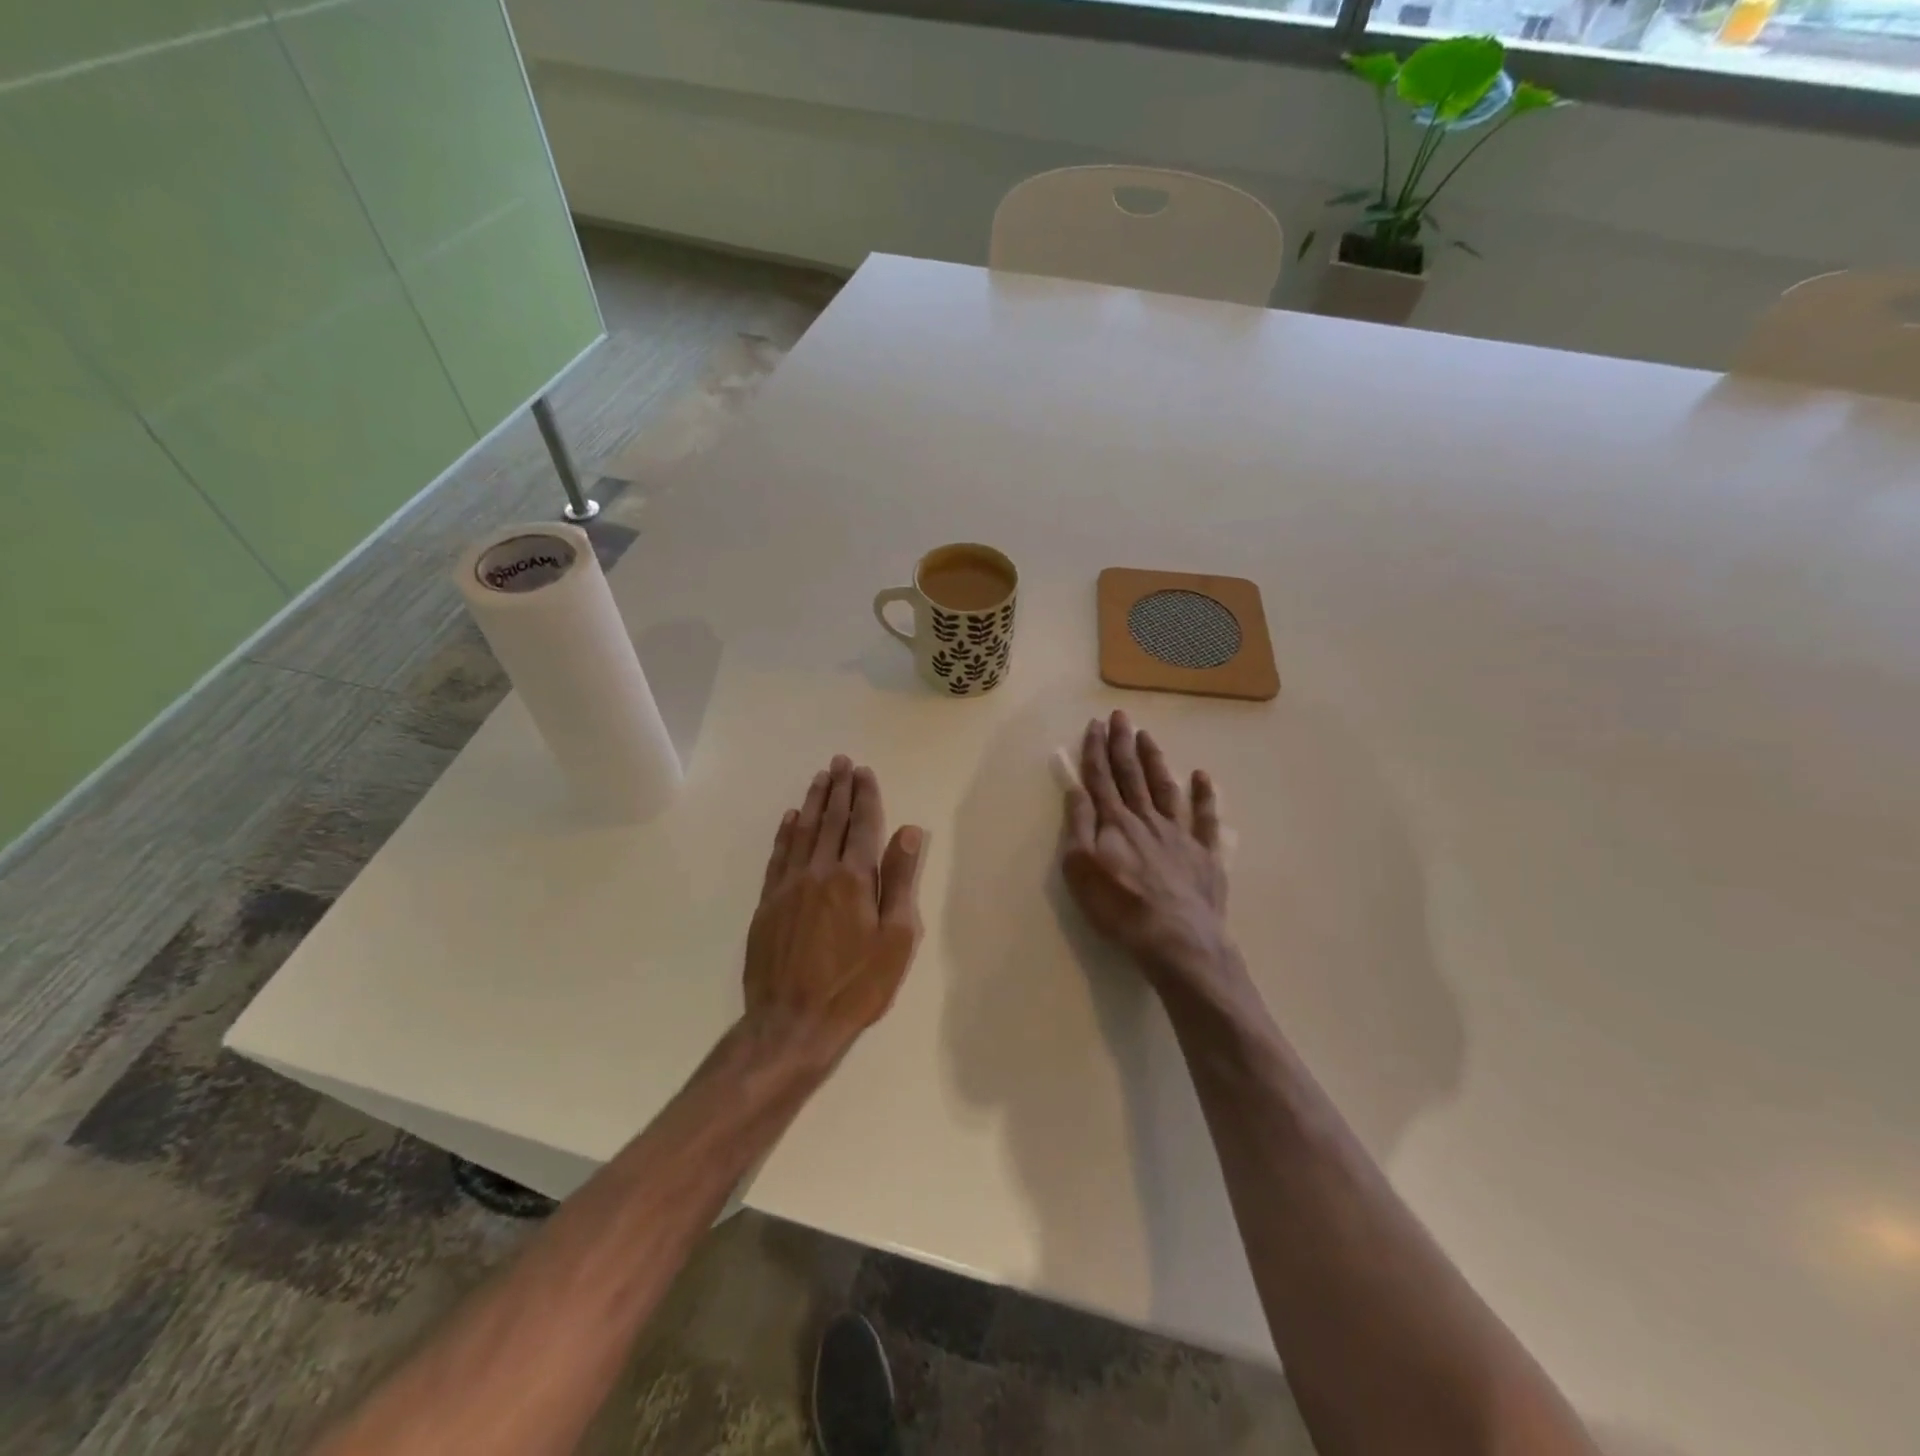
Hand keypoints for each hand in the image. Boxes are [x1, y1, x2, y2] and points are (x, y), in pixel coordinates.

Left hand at [744, 756, 925, 1065]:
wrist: (792, 1023)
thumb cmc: (855, 986)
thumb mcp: (895, 939)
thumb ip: (900, 881)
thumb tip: (908, 832)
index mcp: (853, 878)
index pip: (861, 825)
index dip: (865, 796)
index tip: (864, 771)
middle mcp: (819, 871)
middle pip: (830, 820)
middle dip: (838, 789)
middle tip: (841, 762)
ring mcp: (788, 886)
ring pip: (802, 832)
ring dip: (813, 802)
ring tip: (820, 778)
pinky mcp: (768, 903)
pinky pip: (778, 855)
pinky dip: (785, 832)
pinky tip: (790, 818)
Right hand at [1059, 711, 1233, 990]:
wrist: (1177, 940)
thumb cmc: (1120, 908)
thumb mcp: (1080, 870)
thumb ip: (1079, 826)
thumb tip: (1077, 789)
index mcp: (1115, 823)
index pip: (1101, 779)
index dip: (1096, 751)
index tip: (1094, 725)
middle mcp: (1146, 819)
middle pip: (1132, 775)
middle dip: (1123, 744)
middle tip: (1120, 716)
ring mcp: (1179, 834)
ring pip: (1165, 787)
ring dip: (1155, 760)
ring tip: (1148, 736)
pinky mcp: (1205, 854)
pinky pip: (1206, 818)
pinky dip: (1204, 795)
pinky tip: (1201, 776)